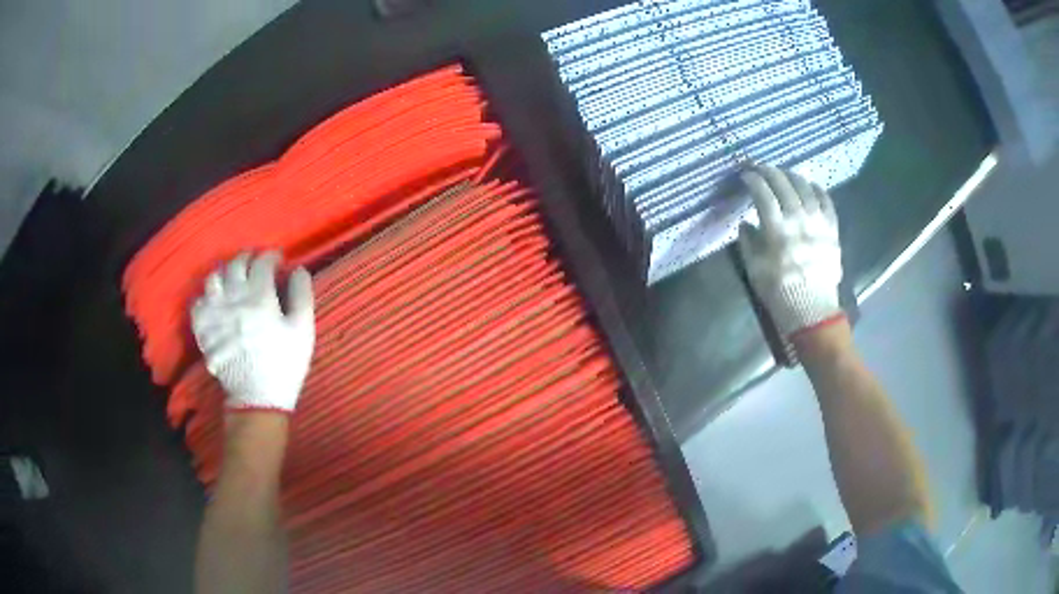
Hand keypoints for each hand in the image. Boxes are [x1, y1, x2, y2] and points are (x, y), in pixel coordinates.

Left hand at [191, 251, 314, 411]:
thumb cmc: (284, 364)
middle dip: (248, 258)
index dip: (271, 257)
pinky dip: (207, 296)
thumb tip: (298, 270)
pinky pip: (198, 301)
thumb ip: (302, 296)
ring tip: (233, 278)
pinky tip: (215, 301)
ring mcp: (214, 313)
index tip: (278, 260)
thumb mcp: (303, 331)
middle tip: (256, 264)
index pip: (262, 262)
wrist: (257, 399)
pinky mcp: (203, 329)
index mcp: (260, 297)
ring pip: (213, 278)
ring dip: (225, 272)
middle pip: (235, 264)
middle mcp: (233, 298)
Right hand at [738, 165, 843, 337]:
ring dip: (791, 175)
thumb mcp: (754, 269)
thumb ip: (748, 242)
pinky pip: (826, 201)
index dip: (752, 179)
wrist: (812, 310)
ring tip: (783, 173)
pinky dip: (816, 189)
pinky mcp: (832, 229)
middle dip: (769, 171)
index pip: (762, 193)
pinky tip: (809, 185)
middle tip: (760, 168)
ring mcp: (818, 222)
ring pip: (805, 187)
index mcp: (776, 230)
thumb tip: (746, 222)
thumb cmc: (779, 292)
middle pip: (783, 184)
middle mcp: (798, 220)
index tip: (745, 174)